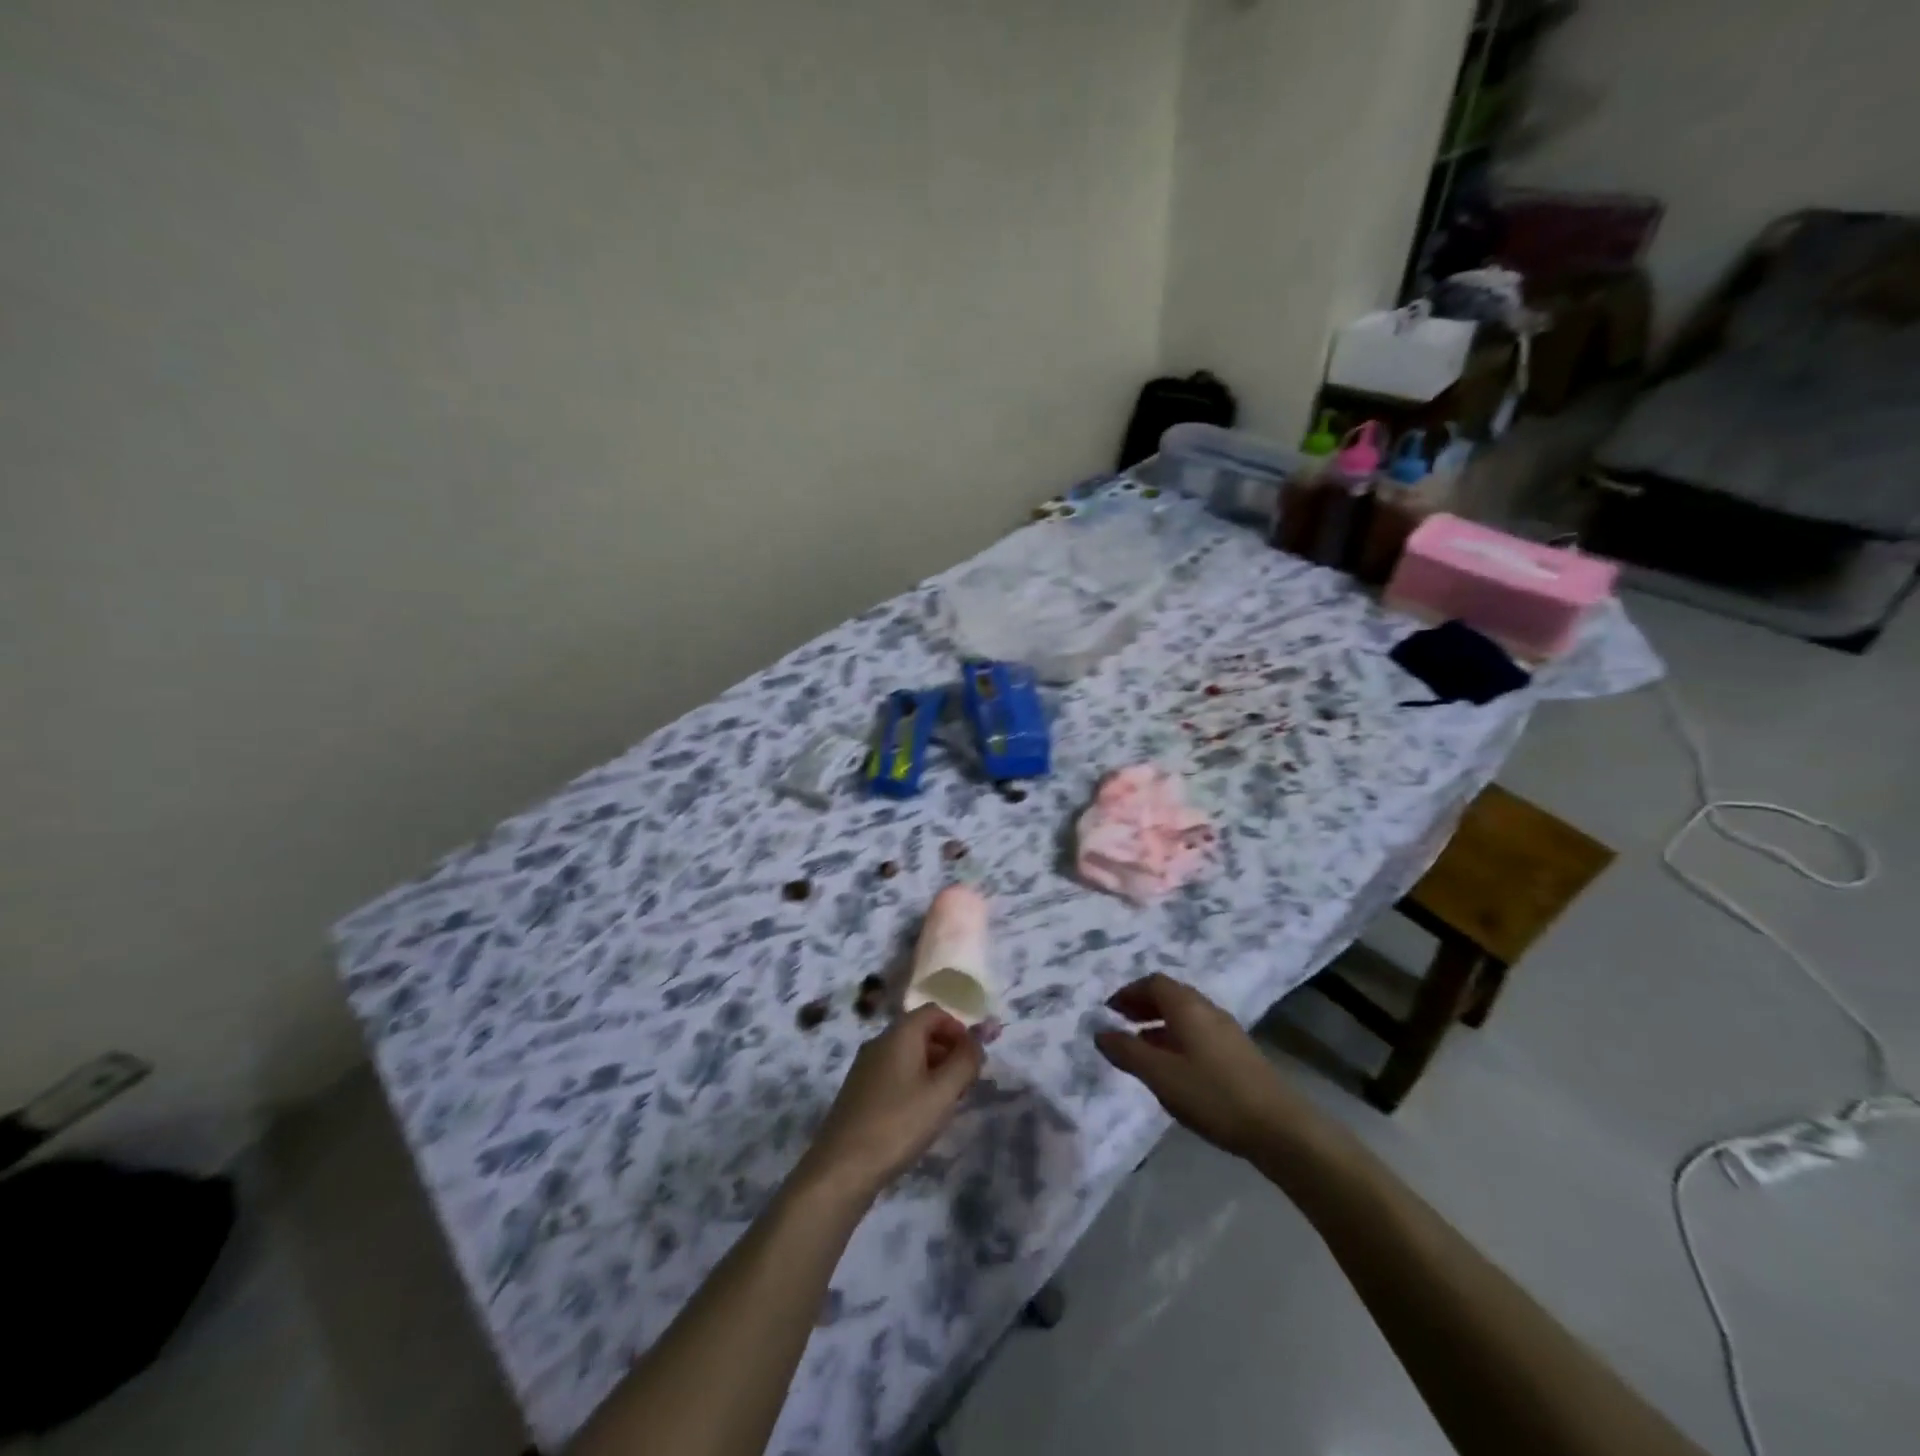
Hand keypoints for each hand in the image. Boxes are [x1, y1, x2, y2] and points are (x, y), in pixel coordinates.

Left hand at [800, 1005, 983, 1198]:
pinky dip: (914, 1084)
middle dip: (948, 1051)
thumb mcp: (942, 1093)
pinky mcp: (859, 1091)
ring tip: (946, 1104)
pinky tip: (920, 1116)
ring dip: (933, 1070)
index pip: (934, 1012)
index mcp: (899, 1033)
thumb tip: (977, 1040)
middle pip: (921, 1032)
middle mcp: (879, 1042)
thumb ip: (965, 1061)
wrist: (841, 1168)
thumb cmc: (898, 1124)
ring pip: (908, 1055)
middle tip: (965, 1085)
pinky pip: (894, 1073)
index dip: (958, 1029)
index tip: (973, 1059)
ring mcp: (865, 1066)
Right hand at [1093, 974, 1304, 1161]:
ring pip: (1186, 1015)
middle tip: (1121, 1024)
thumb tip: (1100, 1032)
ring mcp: (1227, 1030)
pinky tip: (1174, 1067)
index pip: (1153, 982)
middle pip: (1170, 995)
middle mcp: (1207, 1009)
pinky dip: (1178, 1038)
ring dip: (1160, 1023)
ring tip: (1142, 1048)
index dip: (1128, 992)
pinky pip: (1199, 1032)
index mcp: (1187, 1006)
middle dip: (1143, 1005)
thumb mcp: (1160, 1075)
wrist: (1279, 1127)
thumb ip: (1127, 1052)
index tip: (1109, 1011)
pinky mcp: (1239, 1052)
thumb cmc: (1212, 1094)